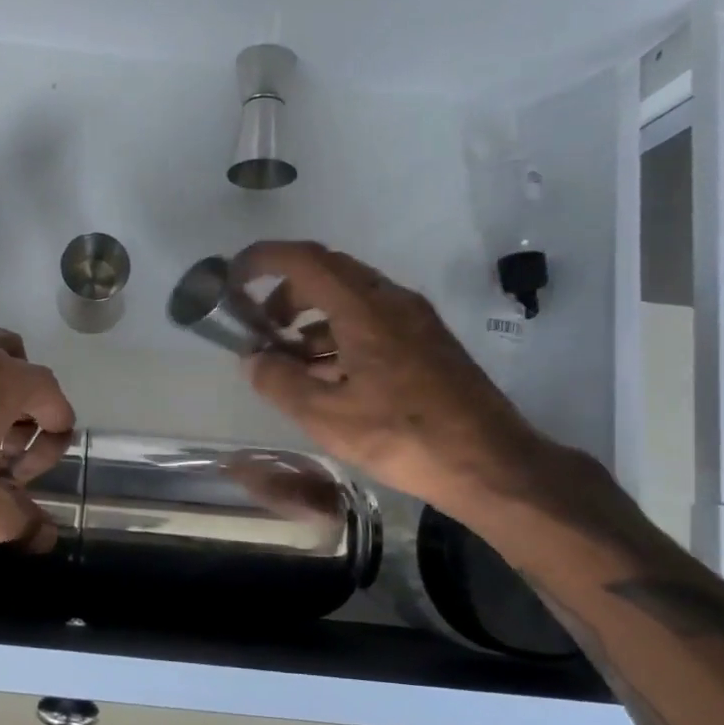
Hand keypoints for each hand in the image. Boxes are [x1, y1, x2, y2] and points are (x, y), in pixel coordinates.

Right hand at [232, 241, 544, 515]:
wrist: (491, 464)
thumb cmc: (403, 436)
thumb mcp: (326, 416)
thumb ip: (279, 382)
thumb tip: (253, 359)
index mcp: (365, 308)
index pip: (305, 260)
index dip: (262, 260)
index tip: (232, 277)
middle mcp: (392, 301)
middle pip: (327, 273)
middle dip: (284, 294)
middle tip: (259, 329)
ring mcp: (414, 320)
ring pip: (350, 298)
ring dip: (312, 318)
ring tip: (288, 361)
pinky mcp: (427, 342)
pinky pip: (371, 320)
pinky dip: (338, 334)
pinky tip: (327, 376)